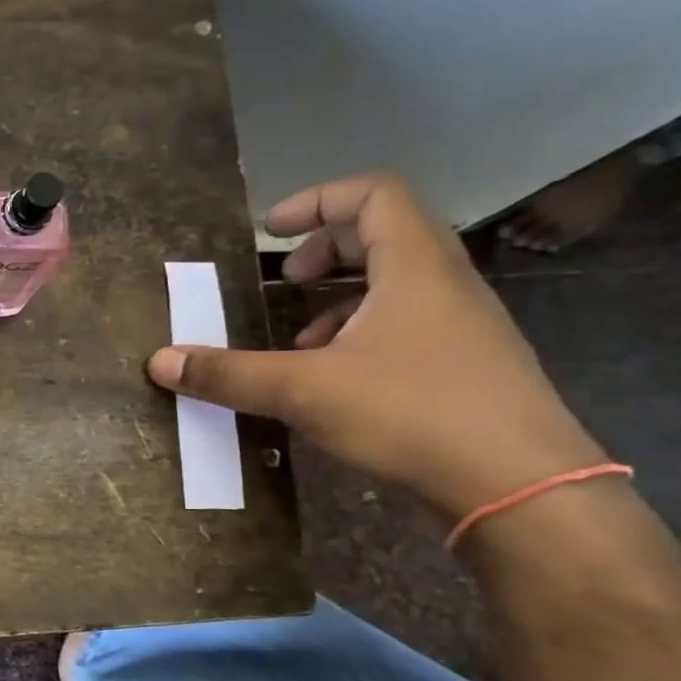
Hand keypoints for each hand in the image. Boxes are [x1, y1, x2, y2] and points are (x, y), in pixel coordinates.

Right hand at [148, 173, 604, 518]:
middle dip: (326, 249)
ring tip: (299, 340)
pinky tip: (334, 381)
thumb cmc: (412, 413)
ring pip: (397, 285)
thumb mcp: (304, 390)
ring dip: (340, 299)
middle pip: (387, 233)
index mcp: (415, 267)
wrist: (521, 486)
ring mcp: (463, 328)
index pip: (373, 194)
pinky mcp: (466, 368)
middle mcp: (446, 285)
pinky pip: (407, 326)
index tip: (270, 232)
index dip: (317, 201)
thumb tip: (159, 360)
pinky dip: (361, 335)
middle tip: (285, 279)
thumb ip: (229, 373)